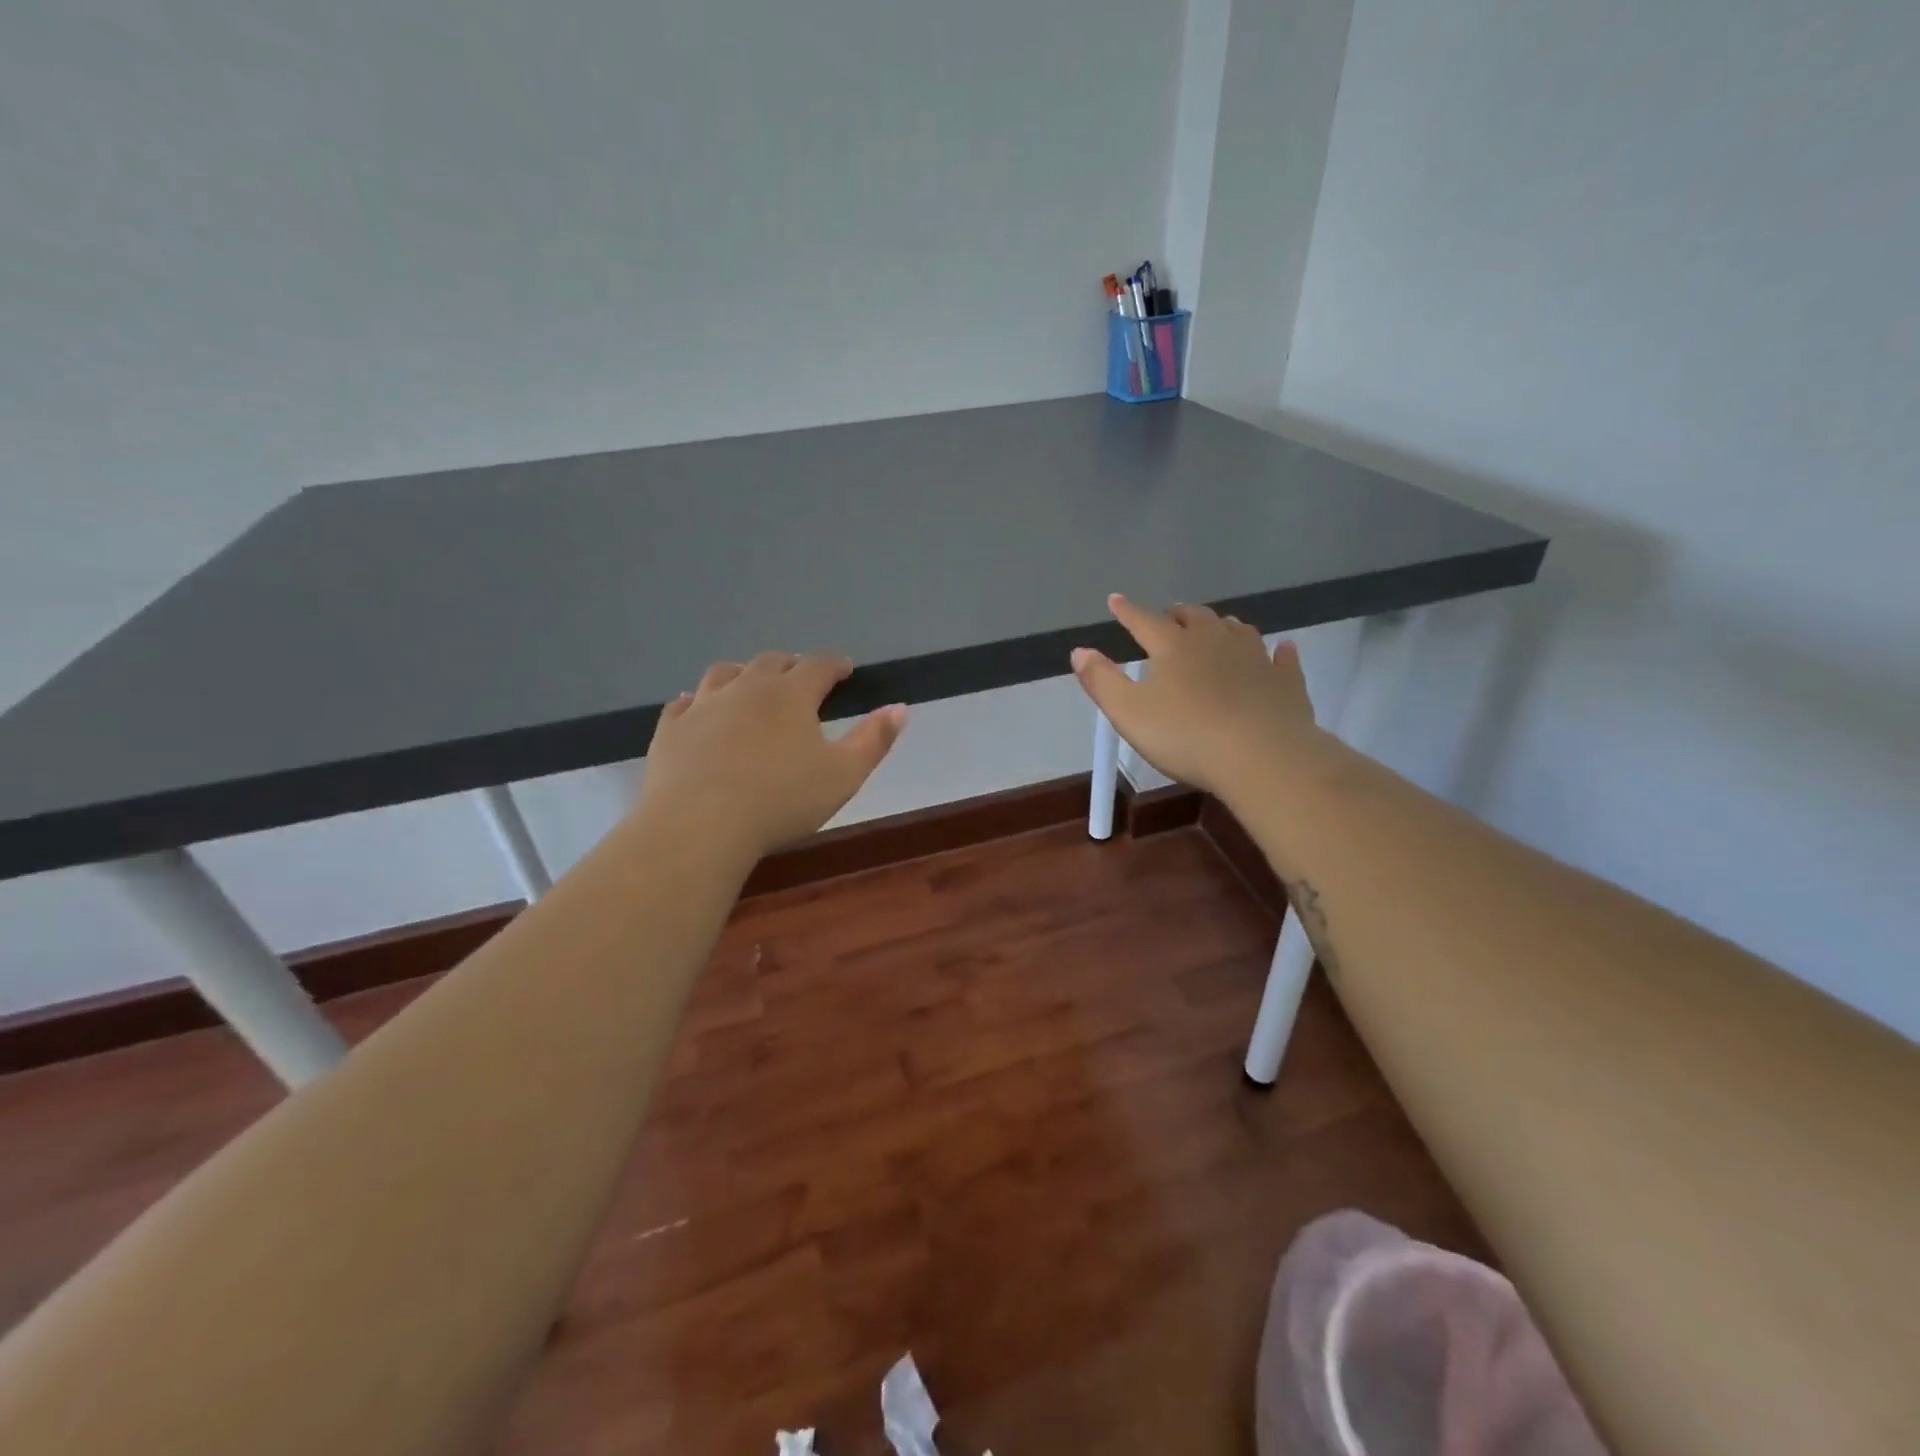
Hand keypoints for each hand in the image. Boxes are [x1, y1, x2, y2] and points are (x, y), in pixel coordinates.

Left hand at [638, 653, 905, 858]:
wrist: (699, 825)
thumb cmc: (781, 800)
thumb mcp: (843, 775)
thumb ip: (873, 740)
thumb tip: (899, 708)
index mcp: (791, 694)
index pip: (818, 665)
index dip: (835, 664)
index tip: (845, 669)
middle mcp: (746, 688)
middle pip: (771, 662)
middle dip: (791, 665)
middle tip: (801, 676)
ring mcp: (703, 705)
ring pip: (724, 673)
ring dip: (743, 673)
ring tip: (750, 683)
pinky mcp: (671, 729)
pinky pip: (683, 703)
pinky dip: (696, 701)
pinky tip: (696, 707)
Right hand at [1071, 594, 1321, 798]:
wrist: (1262, 756)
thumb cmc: (1186, 735)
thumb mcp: (1128, 713)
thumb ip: (1102, 681)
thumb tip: (1079, 651)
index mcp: (1174, 647)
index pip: (1144, 621)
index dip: (1127, 611)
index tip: (1115, 600)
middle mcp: (1215, 641)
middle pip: (1195, 618)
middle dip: (1179, 615)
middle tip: (1170, 616)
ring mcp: (1255, 658)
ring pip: (1237, 631)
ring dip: (1222, 626)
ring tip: (1217, 627)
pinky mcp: (1285, 681)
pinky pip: (1281, 658)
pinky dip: (1277, 652)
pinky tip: (1282, 649)